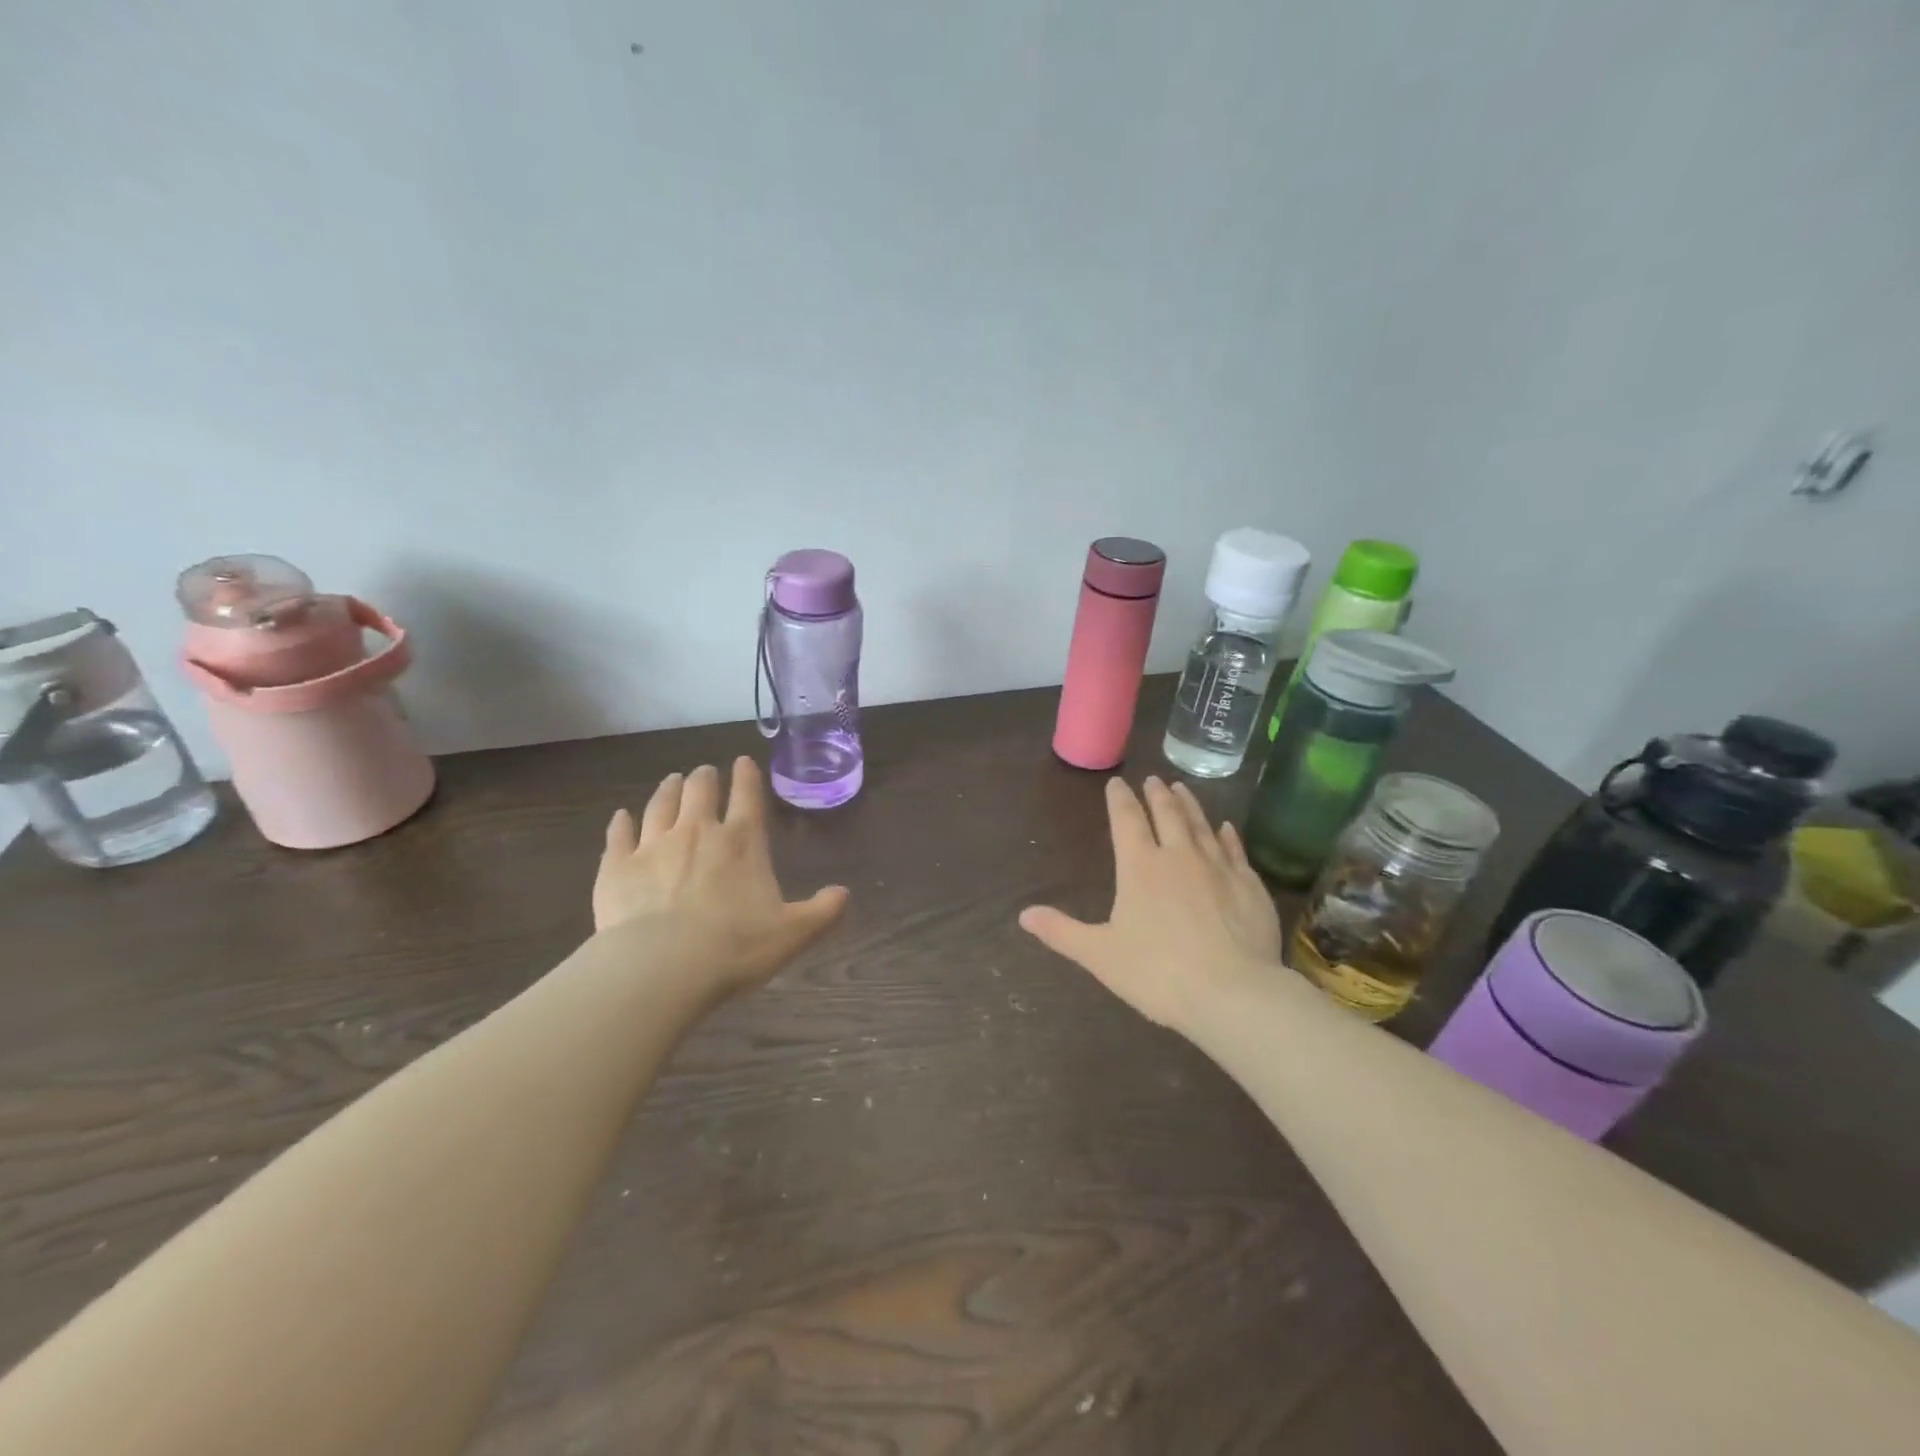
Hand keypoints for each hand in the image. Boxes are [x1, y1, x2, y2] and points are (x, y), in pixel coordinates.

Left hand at [594, 757, 848, 994]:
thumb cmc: (734, 947)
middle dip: (705, 778)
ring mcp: (653, 845)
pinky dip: (621, 822)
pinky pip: (618, 834)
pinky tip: (621, 816)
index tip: (743, 761)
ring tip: (673, 780)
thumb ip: (822, 912)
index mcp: (742, 842)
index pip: (748, 796)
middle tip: (705, 773)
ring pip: (660, 804)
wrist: (661, 967)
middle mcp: (698, 831)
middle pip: (700, 790)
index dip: (747, 776)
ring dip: (668, 789)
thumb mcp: (792, 934)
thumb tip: (845, 894)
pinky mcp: (617, 866)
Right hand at [1019, 776, 1282, 1033]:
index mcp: (1140, 866)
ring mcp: (1218, 867)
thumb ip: (1061, 932)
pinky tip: (1226, 828)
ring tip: (1181, 788)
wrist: (1234, 994)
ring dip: (1189, 804)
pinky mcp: (1249, 885)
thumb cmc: (1158, 973)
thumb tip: (1023, 914)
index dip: (1119, 799)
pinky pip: (1235, 850)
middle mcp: (1179, 856)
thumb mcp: (1099, 955)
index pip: (1126, 820)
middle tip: (1153, 779)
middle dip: (1156, 794)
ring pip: (1201, 825)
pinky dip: (1228, 835)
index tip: (1116, 783)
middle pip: (1167, 813)